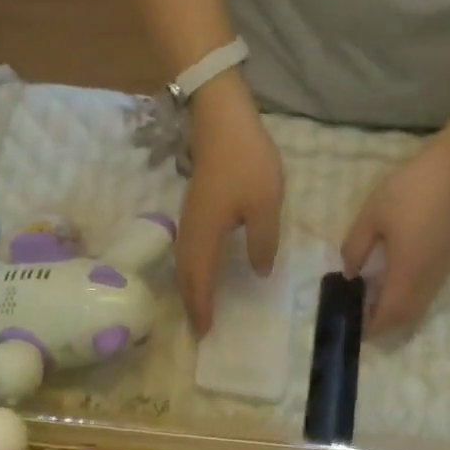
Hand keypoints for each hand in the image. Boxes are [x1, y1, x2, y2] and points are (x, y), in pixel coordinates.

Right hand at [177, 76, 283, 334]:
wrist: (221, 118)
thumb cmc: (246, 161)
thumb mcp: (265, 205)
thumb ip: (263, 242)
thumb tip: (258, 272)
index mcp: (205, 236)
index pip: (200, 281)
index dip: (202, 307)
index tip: (205, 332)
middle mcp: (190, 232)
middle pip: (185, 276)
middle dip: (191, 303)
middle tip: (200, 326)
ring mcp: (189, 218)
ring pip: (184, 263)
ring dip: (190, 287)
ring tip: (200, 305)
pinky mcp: (194, 207)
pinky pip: (189, 249)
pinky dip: (193, 269)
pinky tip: (204, 269)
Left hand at [339, 141, 449, 333]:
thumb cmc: (412, 190)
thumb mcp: (372, 215)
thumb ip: (355, 247)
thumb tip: (349, 273)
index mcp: (406, 275)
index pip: (389, 316)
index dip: (371, 327)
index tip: (352, 326)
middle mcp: (427, 281)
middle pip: (406, 317)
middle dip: (383, 324)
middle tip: (359, 315)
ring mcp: (442, 271)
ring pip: (419, 306)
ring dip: (397, 311)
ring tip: (372, 299)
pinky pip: (427, 291)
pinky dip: (408, 297)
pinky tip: (393, 280)